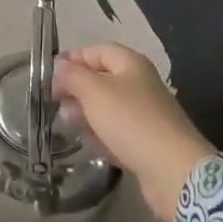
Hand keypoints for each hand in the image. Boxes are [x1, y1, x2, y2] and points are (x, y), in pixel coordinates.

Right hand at [53, 44, 213, 221]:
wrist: (173, 170)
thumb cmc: (131, 121)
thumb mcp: (95, 92)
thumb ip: (73, 76)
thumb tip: (59, 64)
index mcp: (131, 64)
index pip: (97, 51)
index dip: (73, 58)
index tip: (49, 74)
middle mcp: (139, 85)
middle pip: (102, 79)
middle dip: (77, 88)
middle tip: (54, 102)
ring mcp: (144, 115)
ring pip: (108, 108)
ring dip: (86, 114)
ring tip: (66, 124)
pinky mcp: (146, 143)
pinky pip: (117, 133)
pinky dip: (101, 136)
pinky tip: (88, 145)